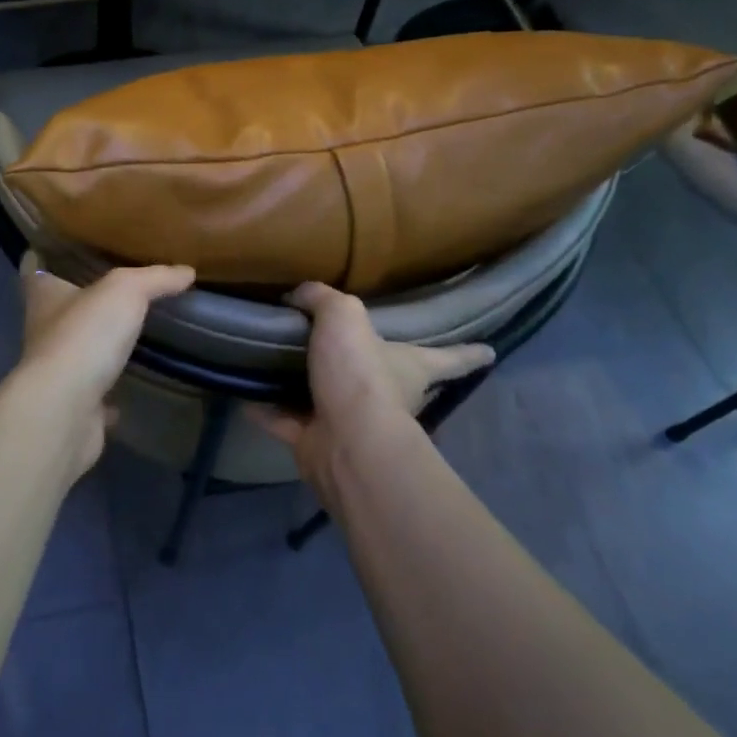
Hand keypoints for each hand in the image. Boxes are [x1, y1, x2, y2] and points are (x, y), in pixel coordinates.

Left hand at [11, 259, 195, 477]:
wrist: (66, 410)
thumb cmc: (84, 336)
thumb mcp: (125, 291)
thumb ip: (155, 278)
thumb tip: (186, 271)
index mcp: (43, 294)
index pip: (34, 265)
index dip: (46, 252)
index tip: (67, 244)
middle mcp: (43, 329)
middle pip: (58, 306)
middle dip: (80, 297)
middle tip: (116, 285)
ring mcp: (55, 370)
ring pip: (76, 348)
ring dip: (96, 342)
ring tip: (130, 328)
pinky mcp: (72, 404)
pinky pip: (94, 392)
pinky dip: (109, 390)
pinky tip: (131, 382)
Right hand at [250, 282, 492, 490]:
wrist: (344, 441)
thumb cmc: (360, 374)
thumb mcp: (344, 316)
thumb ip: (323, 298)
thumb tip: (299, 295)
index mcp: (411, 367)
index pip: (451, 358)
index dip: (469, 353)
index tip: (490, 353)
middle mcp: (390, 397)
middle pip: (393, 381)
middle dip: (380, 371)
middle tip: (355, 351)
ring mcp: (352, 422)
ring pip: (333, 401)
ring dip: (312, 389)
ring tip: (284, 365)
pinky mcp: (317, 442)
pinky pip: (287, 420)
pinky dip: (268, 410)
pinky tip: (245, 395)